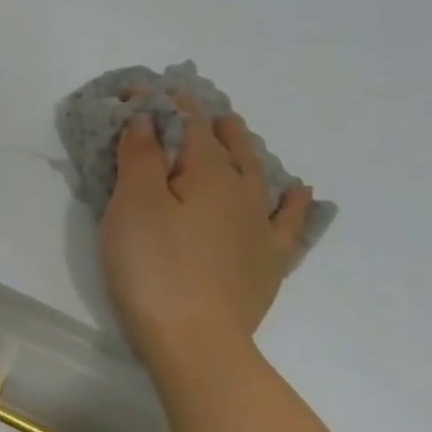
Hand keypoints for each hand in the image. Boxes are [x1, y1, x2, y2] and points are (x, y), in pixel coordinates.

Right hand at [99, 93, 310, 367]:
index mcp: (206, 173)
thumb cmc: (152, 268)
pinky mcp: (268, 263)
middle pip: (227, 144)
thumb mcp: (133, 206)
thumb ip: (141, 157)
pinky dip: (293, 202)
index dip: (162, 102)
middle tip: (188, 108)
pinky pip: (289, 222)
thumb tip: (151, 118)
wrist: (194, 340)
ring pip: (258, 174)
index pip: (186, 123)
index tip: (137, 91)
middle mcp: (243, 191)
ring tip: (236, 133)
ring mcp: (261, 228)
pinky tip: (298, 192)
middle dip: (206, 121)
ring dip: (245, 148)